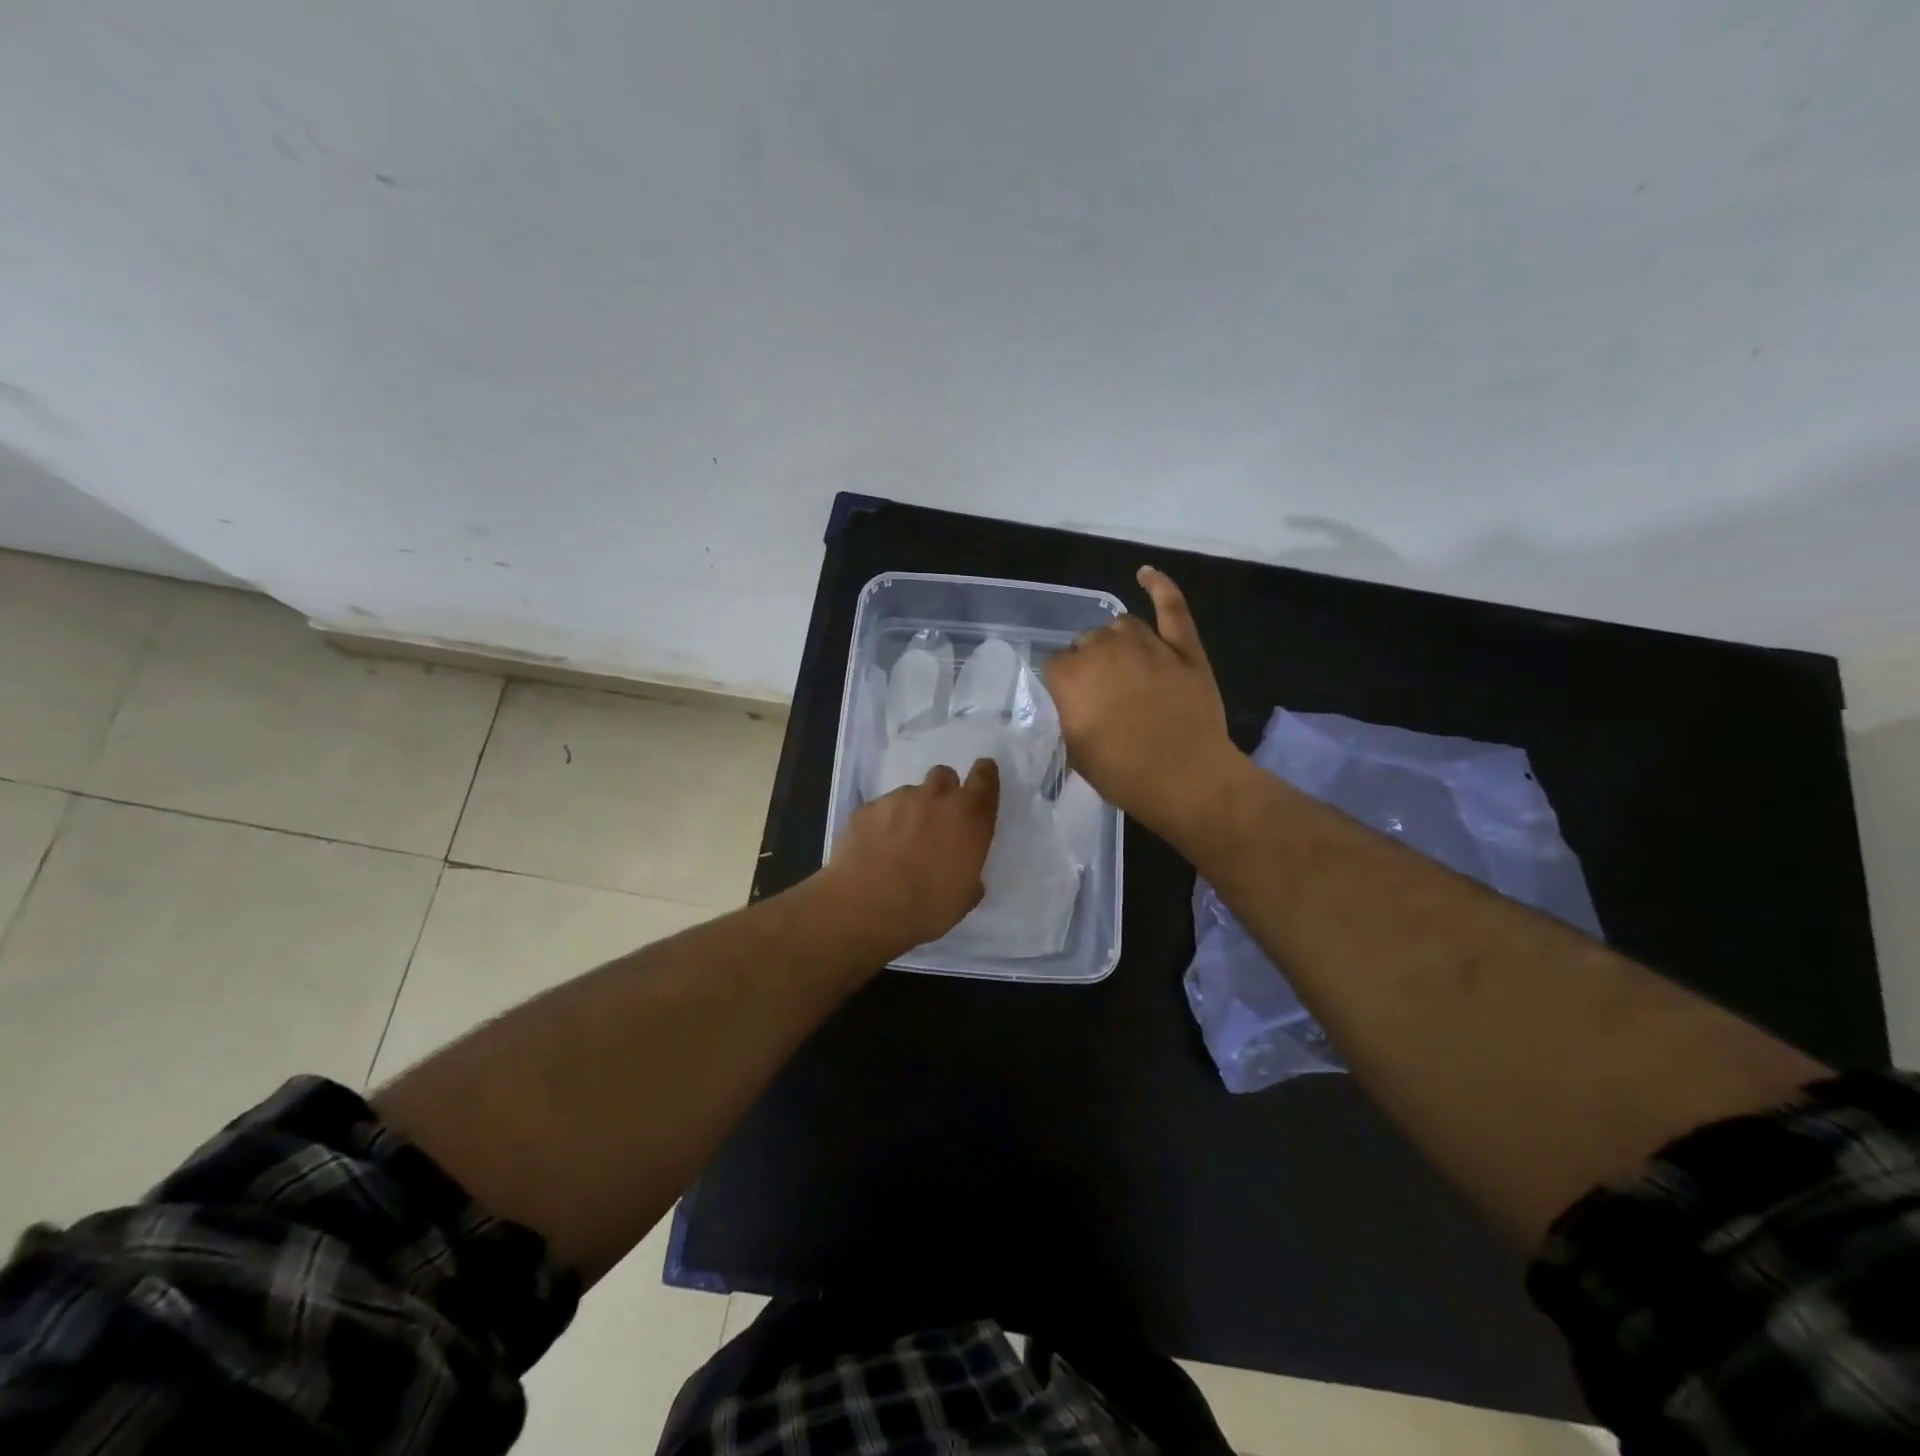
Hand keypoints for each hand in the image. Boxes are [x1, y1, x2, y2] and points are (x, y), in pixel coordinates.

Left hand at [818, 758, 1000, 958]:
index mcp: (968, 819)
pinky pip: (881, 809)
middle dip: (944, 792)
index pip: (984, 779)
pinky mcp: (866, 808)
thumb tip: (964, 873)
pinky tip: (874, 849)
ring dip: (911, 811)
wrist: (864, 907)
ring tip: (899, 842)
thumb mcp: (962, 899)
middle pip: (945, 776)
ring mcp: (897, 800)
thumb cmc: (925, 908)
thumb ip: (969, 875)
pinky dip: (882, 823)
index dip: (985, 774)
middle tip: (937, 820)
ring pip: (910, 793)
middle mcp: (936, 799)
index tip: (982, 774)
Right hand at [1044, 566, 1238, 836]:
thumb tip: (1074, 699)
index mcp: (1072, 676)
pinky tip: (1146, 574)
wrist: (1186, 778)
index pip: (1055, 663)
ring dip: (1115, 639)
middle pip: (1087, 641)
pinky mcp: (1183, 648)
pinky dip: (1159, 586)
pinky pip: (1171, 607)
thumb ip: (1070, 714)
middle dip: (1088, 661)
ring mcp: (1148, 644)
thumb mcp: (1076, 750)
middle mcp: (1105, 650)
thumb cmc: (1123, 773)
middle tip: (1098, 691)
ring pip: (1121, 625)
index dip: (1061, 682)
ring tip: (1120, 661)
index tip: (1070, 702)